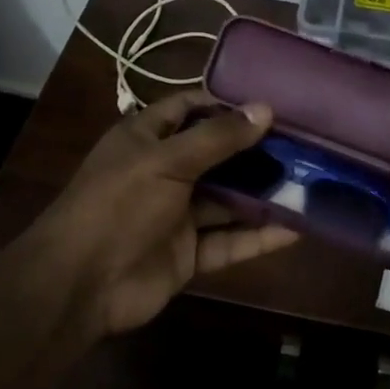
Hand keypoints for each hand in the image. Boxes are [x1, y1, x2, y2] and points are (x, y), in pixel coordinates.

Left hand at [27, 90, 300, 335]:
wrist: (79, 285)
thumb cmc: (119, 205)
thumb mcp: (167, 161)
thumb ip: (218, 137)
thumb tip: (265, 109)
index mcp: (146, 139)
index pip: (188, 108)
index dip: (224, 104)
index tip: (268, 103)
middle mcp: (163, 172)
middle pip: (216, 155)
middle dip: (255, 150)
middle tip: (303, 143)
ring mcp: (176, 215)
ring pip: (227, 200)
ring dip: (263, 194)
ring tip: (309, 181)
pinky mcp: (188, 254)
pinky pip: (229, 241)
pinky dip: (259, 236)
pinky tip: (296, 229)